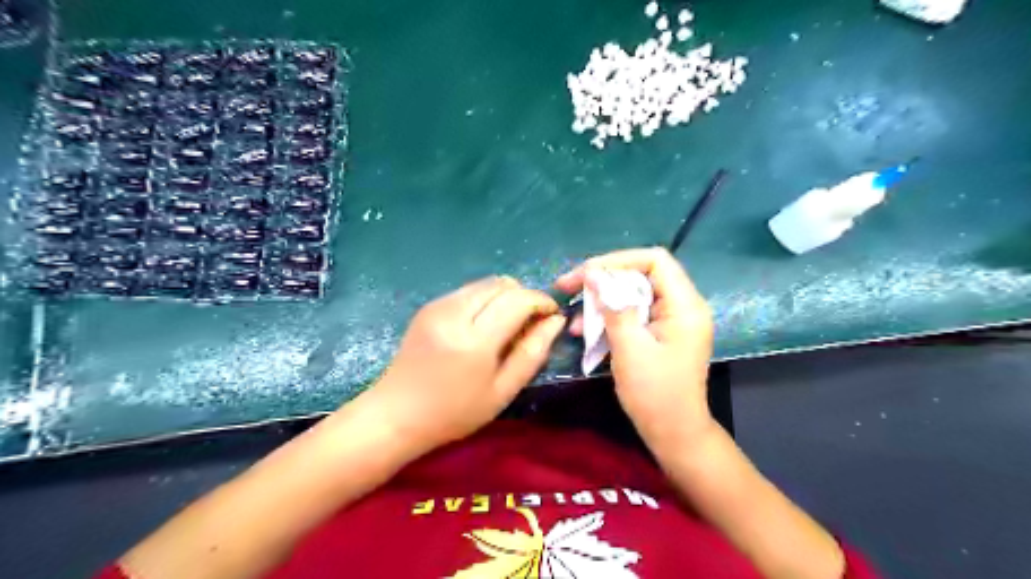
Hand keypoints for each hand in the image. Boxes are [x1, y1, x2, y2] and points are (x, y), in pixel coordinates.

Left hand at [368, 279, 561, 450]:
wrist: (396, 414)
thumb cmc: (454, 412)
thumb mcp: (502, 392)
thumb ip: (532, 353)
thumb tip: (555, 321)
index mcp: (474, 340)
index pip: (518, 300)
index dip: (542, 301)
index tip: (552, 315)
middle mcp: (455, 313)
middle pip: (502, 284)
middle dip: (524, 296)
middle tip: (530, 323)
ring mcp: (438, 305)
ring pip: (485, 283)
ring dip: (505, 296)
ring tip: (506, 325)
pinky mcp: (429, 305)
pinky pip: (468, 290)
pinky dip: (485, 299)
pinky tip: (482, 325)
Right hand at [555, 247, 718, 443]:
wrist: (673, 434)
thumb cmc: (655, 394)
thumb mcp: (630, 348)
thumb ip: (613, 307)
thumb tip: (594, 273)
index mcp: (684, 305)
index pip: (655, 260)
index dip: (618, 260)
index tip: (586, 272)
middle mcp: (681, 306)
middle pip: (640, 274)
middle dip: (602, 279)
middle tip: (568, 286)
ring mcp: (669, 320)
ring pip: (631, 294)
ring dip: (600, 301)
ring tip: (571, 315)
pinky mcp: (658, 333)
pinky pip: (631, 314)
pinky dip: (607, 318)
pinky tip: (583, 331)